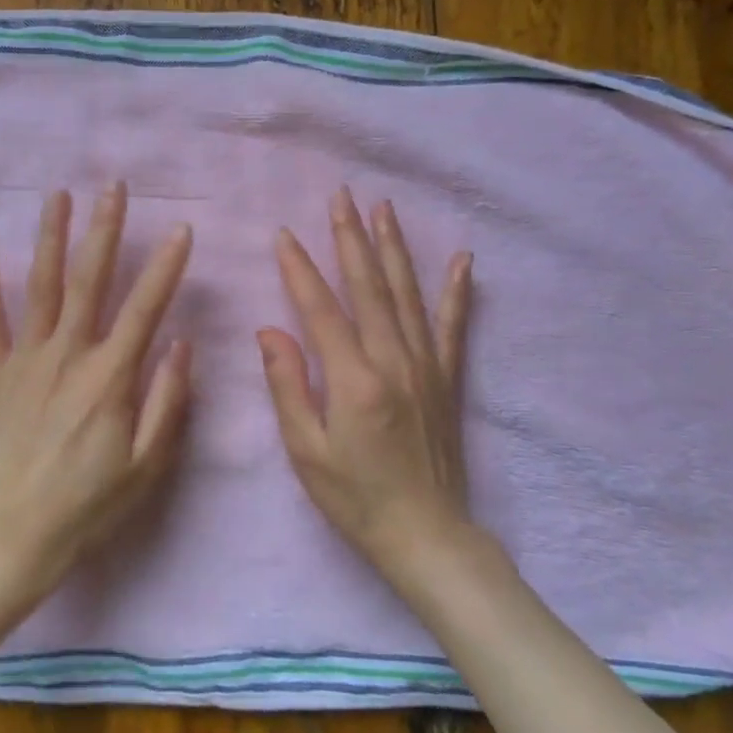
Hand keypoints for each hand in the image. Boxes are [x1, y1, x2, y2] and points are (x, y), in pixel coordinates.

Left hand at [0, 183, 193, 606]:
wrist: (6, 538)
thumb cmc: (84, 507)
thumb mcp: (144, 467)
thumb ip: (166, 402)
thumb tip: (181, 344)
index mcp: (110, 378)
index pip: (145, 308)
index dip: (166, 267)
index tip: (181, 229)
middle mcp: (67, 355)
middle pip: (89, 280)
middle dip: (105, 229)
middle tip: (114, 186)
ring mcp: (23, 360)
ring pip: (40, 286)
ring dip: (50, 237)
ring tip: (58, 195)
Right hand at [258, 188, 474, 574]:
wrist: (427, 535)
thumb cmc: (355, 498)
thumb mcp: (306, 451)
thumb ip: (288, 386)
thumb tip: (270, 331)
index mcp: (353, 379)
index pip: (320, 309)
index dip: (299, 269)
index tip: (284, 234)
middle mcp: (394, 361)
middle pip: (369, 287)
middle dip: (351, 237)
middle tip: (341, 196)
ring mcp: (426, 366)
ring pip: (407, 294)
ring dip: (393, 248)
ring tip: (384, 208)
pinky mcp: (448, 378)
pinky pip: (453, 325)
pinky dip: (457, 291)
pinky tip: (463, 259)